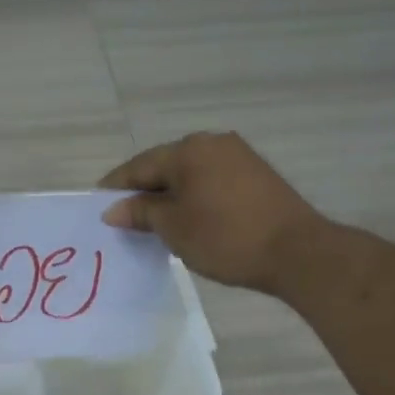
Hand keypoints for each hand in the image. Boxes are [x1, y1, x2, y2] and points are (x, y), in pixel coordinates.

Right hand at [100, 132, 321, 291]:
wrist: (296, 252)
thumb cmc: (225, 237)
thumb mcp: (172, 228)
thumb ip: (140, 212)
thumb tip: (113, 209)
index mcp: (188, 150)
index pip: (139, 166)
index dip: (116, 188)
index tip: (98, 207)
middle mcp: (212, 143)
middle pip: (164, 166)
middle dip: (142, 191)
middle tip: (123, 218)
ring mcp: (238, 156)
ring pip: (188, 174)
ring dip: (168, 195)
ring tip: (152, 223)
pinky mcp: (255, 175)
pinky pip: (210, 181)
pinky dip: (192, 197)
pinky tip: (186, 218)